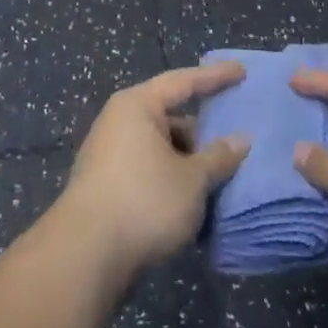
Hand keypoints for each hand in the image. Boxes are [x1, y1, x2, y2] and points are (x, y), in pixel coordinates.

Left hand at [53, 62, 251, 285]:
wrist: (85, 254)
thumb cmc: (144, 201)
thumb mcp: (192, 179)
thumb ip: (219, 156)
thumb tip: (242, 138)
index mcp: (138, 105)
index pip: (183, 82)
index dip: (215, 77)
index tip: (242, 72)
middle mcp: (120, 121)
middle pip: (171, 116)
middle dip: (203, 131)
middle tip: (235, 141)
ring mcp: (109, 154)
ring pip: (161, 147)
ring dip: (189, 161)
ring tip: (221, 178)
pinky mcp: (107, 184)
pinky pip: (149, 170)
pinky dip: (172, 178)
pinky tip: (193, 200)